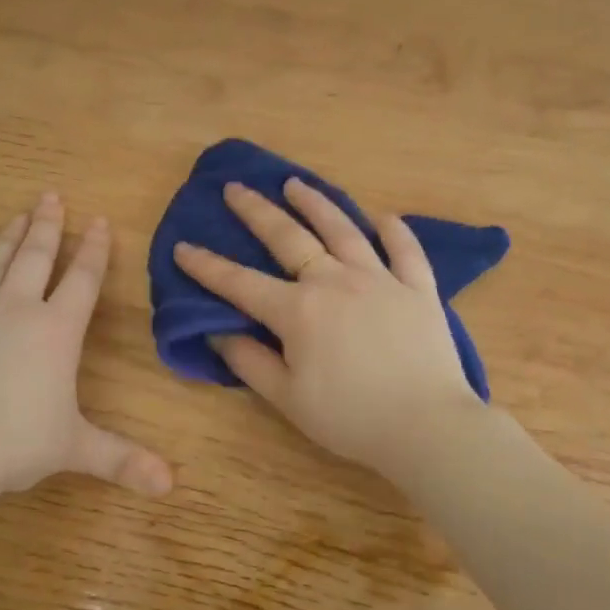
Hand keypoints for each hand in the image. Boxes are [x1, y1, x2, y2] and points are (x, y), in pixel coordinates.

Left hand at [0, 194, 172, 497]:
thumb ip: (123, 459)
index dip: (94, 249)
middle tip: (51, 196)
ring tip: (19, 214)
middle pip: (37, 256)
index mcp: (57, 331)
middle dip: (48, 225)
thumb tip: (170, 484)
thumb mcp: (76, 448)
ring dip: (10, 237)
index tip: (98, 221)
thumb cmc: (15, 443)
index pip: (83, 279)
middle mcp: (17, 309)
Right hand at [173, 178, 482, 476]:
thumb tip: (217, 330)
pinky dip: (393, 231)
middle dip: (256, 212)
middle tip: (235, 188)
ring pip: (343, 230)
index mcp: (298, 310)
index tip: (183, 247)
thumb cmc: (350, 418)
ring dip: (316, 203)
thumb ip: (249, 361)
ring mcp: (380, 279)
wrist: (427, 426)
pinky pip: (405, 250)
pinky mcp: (418, 288)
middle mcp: (335, 281)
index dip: (207, 266)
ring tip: (295, 184)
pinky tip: (382, 218)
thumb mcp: (288, 398)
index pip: (241, 283)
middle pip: (289, 238)